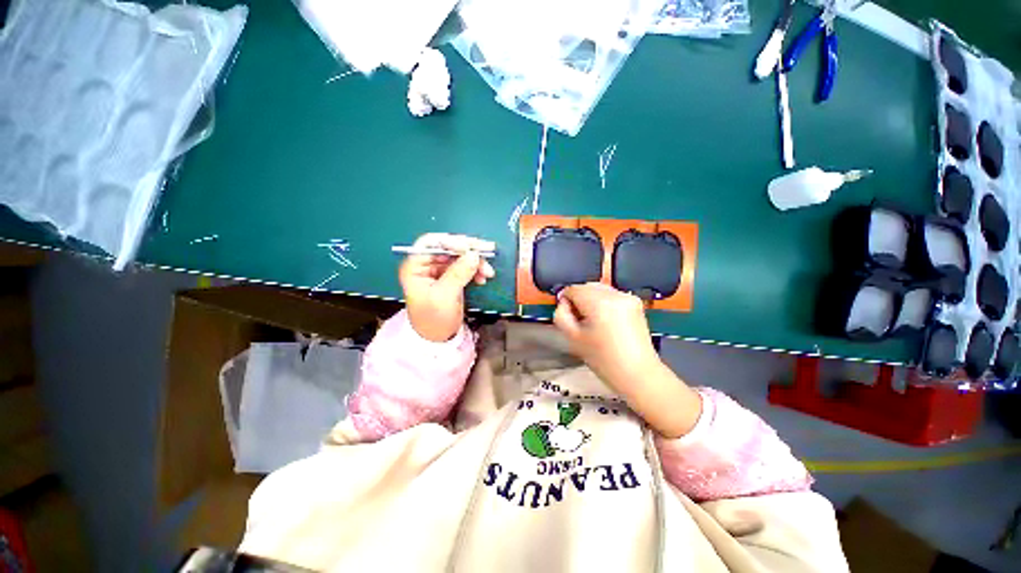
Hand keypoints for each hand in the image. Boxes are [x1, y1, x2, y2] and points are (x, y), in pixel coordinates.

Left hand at [399, 234, 494, 341]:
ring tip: (488, 272)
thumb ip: (458, 273)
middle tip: (488, 250)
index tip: (470, 247)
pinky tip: (483, 277)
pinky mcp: (451, 277)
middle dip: (469, 251)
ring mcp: (439, 270)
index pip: (431, 243)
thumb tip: (474, 254)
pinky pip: (465, 266)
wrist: (437, 338)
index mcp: (415, 266)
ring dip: (476, 261)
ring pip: (460, 256)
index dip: (450, 241)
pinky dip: (476, 269)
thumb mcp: (445, 296)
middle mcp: (426, 264)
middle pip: (448, 247)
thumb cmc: (434, 319)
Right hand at [553, 283, 700, 437]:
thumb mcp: (573, 338)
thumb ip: (561, 316)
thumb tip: (563, 303)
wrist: (638, 373)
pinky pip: (611, 295)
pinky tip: (605, 321)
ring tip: (592, 321)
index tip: (566, 314)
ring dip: (591, 299)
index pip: (573, 289)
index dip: (565, 300)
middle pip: (587, 286)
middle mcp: (615, 294)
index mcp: (599, 303)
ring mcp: (627, 297)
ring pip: (599, 289)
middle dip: (578, 298)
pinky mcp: (635, 302)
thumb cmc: (603, 360)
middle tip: (578, 319)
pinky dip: (604, 302)